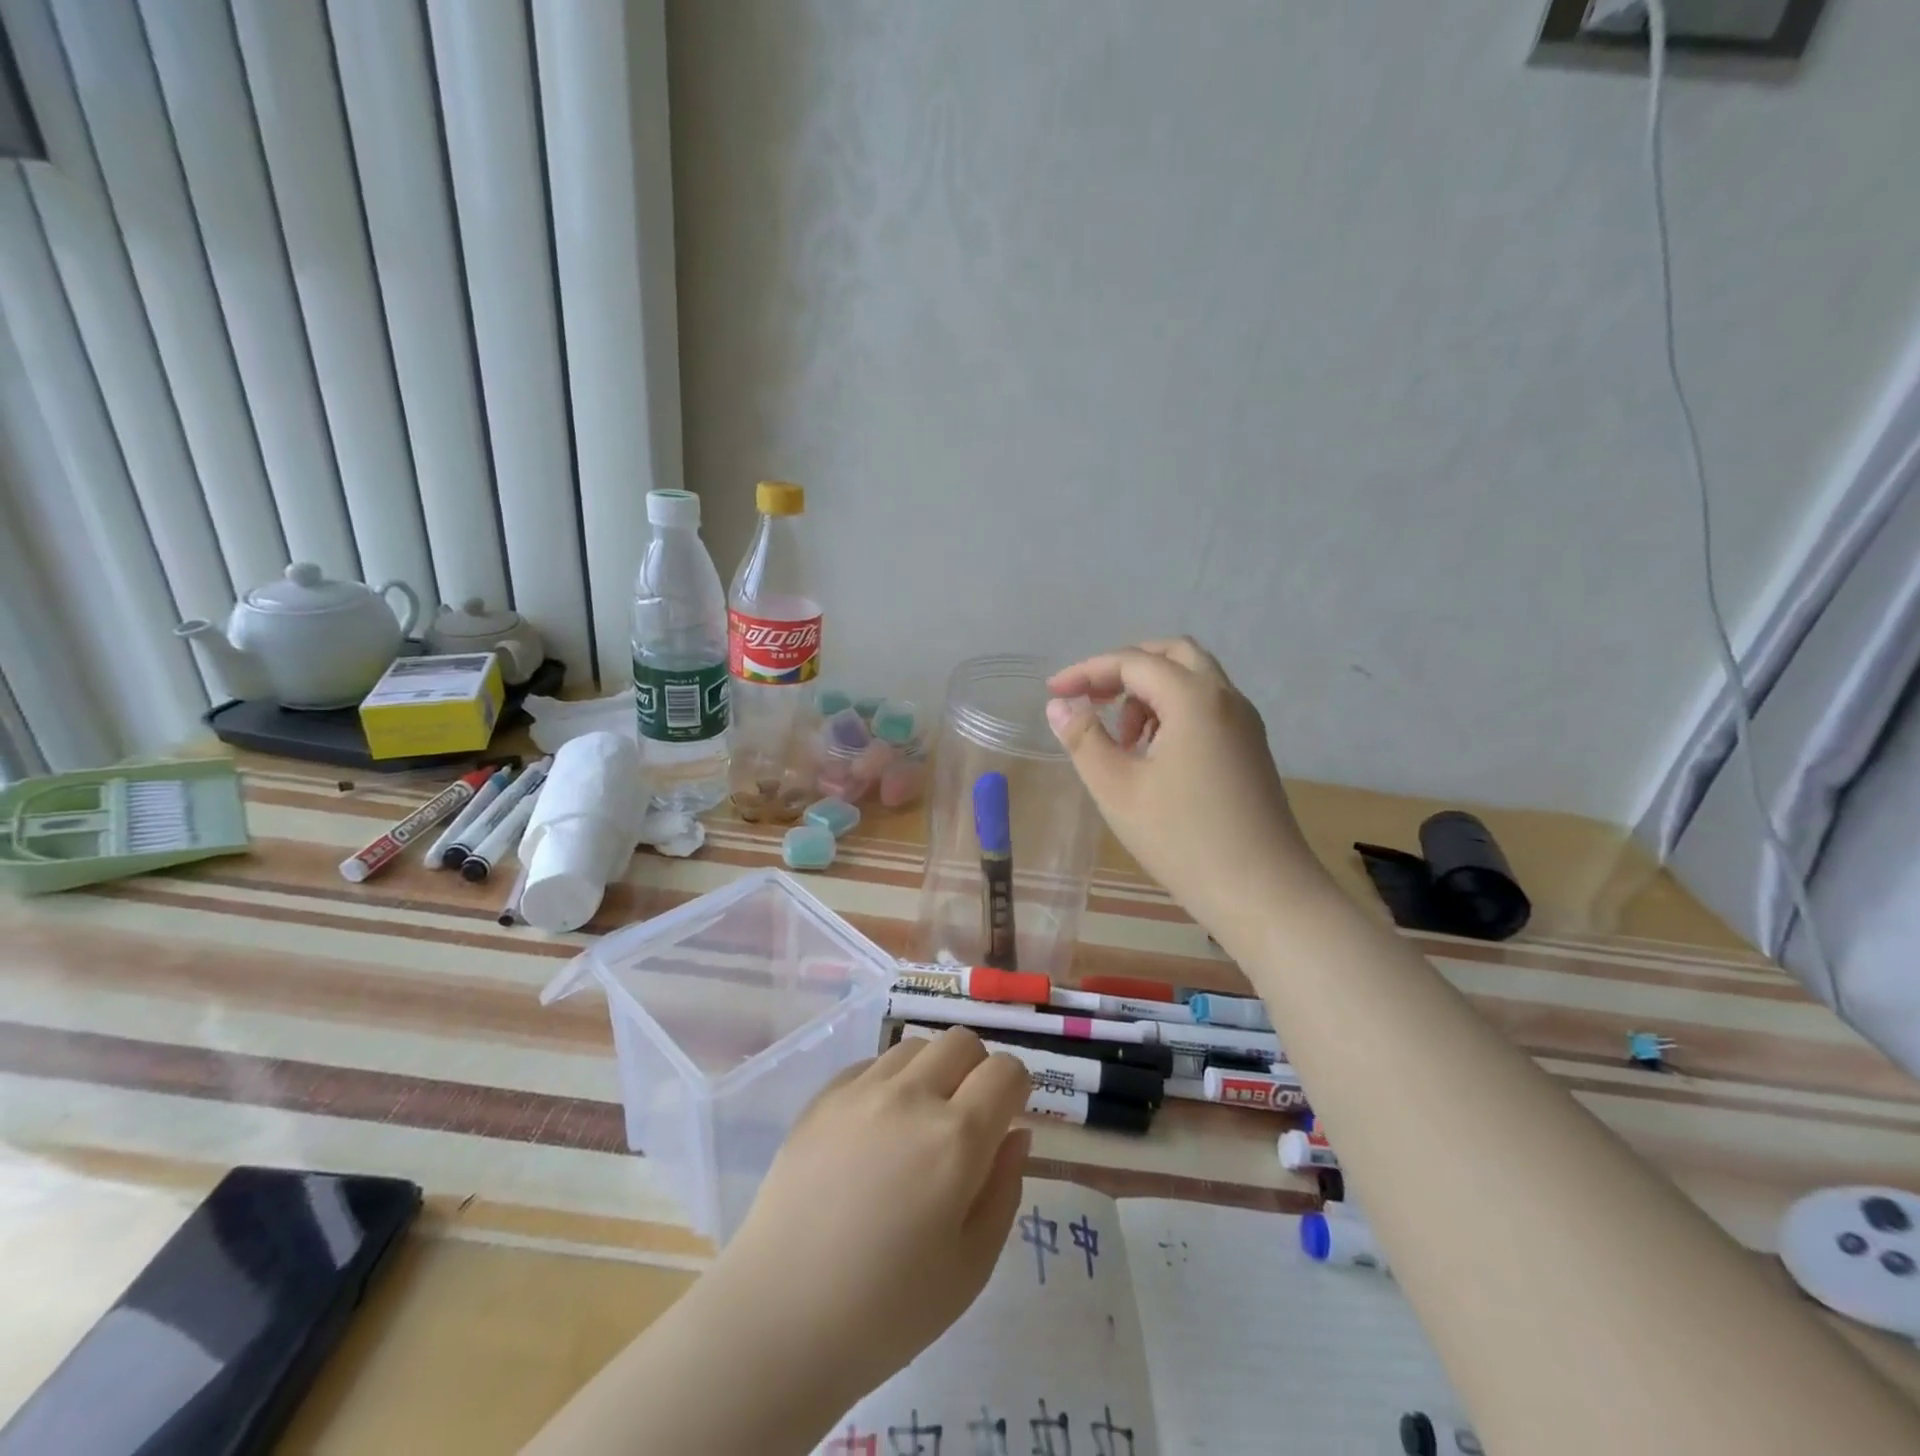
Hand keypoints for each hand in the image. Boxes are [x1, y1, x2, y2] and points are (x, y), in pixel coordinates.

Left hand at [713, 1028, 1031, 1412]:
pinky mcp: (823, 1097)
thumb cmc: (887, 1310)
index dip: (1015, 1089)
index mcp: (956, 1138)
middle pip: (961, 1041)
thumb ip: (1004, 1190)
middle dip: (976, 1070)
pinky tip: (874, 1132)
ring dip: (930, 1072)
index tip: (1005, 1118)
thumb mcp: (971, 1267)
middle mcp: (911, 1096)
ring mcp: (861, 1090)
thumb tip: (1014, 1134)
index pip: (1006, 1070)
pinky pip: (871, 1064)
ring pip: (915, 1047)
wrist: (779, 1318)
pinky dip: (887, 1083)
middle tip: (965, 1119)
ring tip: (916, 1124)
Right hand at [1047, 638, 1329, 935]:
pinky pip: (1208, 708)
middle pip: (1173, 655)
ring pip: (1193, 681)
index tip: (1054, 692)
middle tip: (1093, 698)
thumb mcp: (1117, 788)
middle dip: (1125, 668)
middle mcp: (1226, 698)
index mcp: (1194, 698)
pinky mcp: (1251, 749)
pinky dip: (1174, 713)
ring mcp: (1245, 723)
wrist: (1263, 893)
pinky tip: (1153, 756)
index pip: (1133, 661)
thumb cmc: (1182, 839)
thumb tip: (1060, 705)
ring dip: (1151, 693)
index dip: (1088, 671)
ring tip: (1122, 741)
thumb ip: (1084, 738)